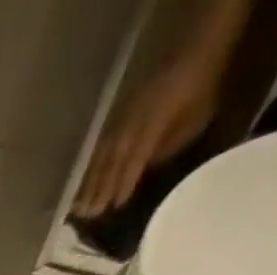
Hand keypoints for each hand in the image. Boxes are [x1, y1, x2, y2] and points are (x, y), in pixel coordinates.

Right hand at [72, 57, 220, 217]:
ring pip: (100, 159)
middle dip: (98, 191)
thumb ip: (167, 147)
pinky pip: (98, 149)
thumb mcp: (193, 121)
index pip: (133, 163)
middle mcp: (130, 128)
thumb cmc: (198, 91)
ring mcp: (119, 124)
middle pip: (110, 165)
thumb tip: (145, 169)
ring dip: (88, 183)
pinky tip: (82, 181)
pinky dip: (89, 167)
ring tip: (78, 206)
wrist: (192, 55)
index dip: (123, 185)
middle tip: (87, 216)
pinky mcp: (114, 121)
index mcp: (151, 128)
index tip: (114, 208)